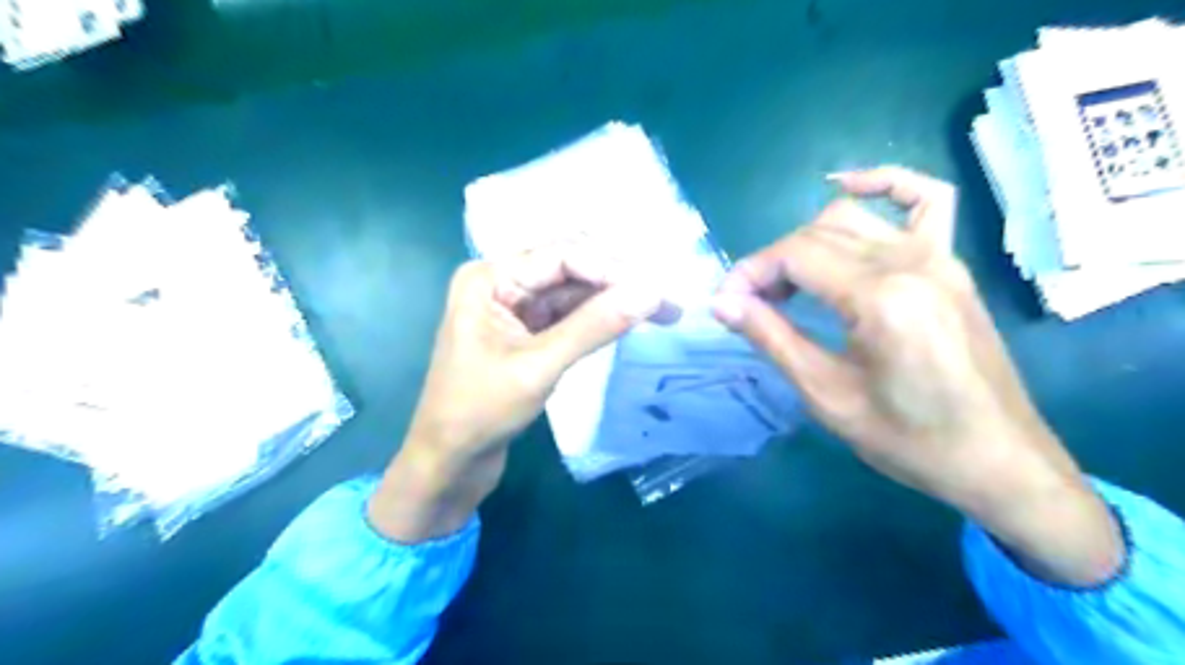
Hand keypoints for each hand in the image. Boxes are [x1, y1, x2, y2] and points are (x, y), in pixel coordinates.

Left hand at [369, 246, 663, 542]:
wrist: (449, 461)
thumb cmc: (480, 412)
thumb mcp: (539, 366)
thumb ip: (594, 327)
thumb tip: (650, 292)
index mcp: (489, 278)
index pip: (562, 255)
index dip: (612, 269)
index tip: (656, 289)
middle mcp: (502, 283)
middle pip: (571, 269)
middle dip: (618, 283)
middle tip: (667, 301)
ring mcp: (515, 307)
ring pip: (574, 293)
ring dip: (614, 301)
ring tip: (663, 312)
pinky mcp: (527, 332)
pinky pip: (569, 315)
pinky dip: (598, 319)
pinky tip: (629, 322)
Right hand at [713, 167, 1122, 586]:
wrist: (996, 459)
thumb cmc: (908, 439)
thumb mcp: (826, 395)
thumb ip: (771, 337)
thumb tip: (722, 303)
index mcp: (880, 297)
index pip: (794, 255)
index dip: (750, 273)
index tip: (726, 304)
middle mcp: (911, 261)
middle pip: (816, 234)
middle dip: (771, 264)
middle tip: (750, 306)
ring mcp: (938, 256)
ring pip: (852, 217)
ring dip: (806, 241)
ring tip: (786, 284)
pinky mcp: (951, 264)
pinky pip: (924, 199)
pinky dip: (884, 183)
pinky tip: (849, 187)